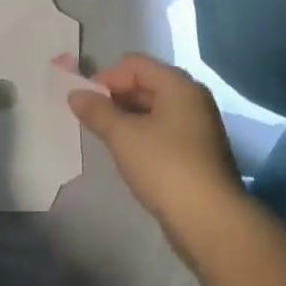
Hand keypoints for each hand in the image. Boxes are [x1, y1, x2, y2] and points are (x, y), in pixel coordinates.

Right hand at [69, 54, 242, 231]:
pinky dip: (144, 136)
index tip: (88, 103)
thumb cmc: (165, 166)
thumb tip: (75, 93)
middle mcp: (193, 99)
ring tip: (108, 139)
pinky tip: (131, 156)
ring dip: (129, 118)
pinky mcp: (199, 154)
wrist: (210, 221)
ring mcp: (199, 127)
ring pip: (155, 110)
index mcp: (178, 85)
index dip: (107, 78)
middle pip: (146, 83)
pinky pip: (165, 131)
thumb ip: (97, 111)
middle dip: (116, 97)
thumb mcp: (123, 136)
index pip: (135, 64)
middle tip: (94, 120)